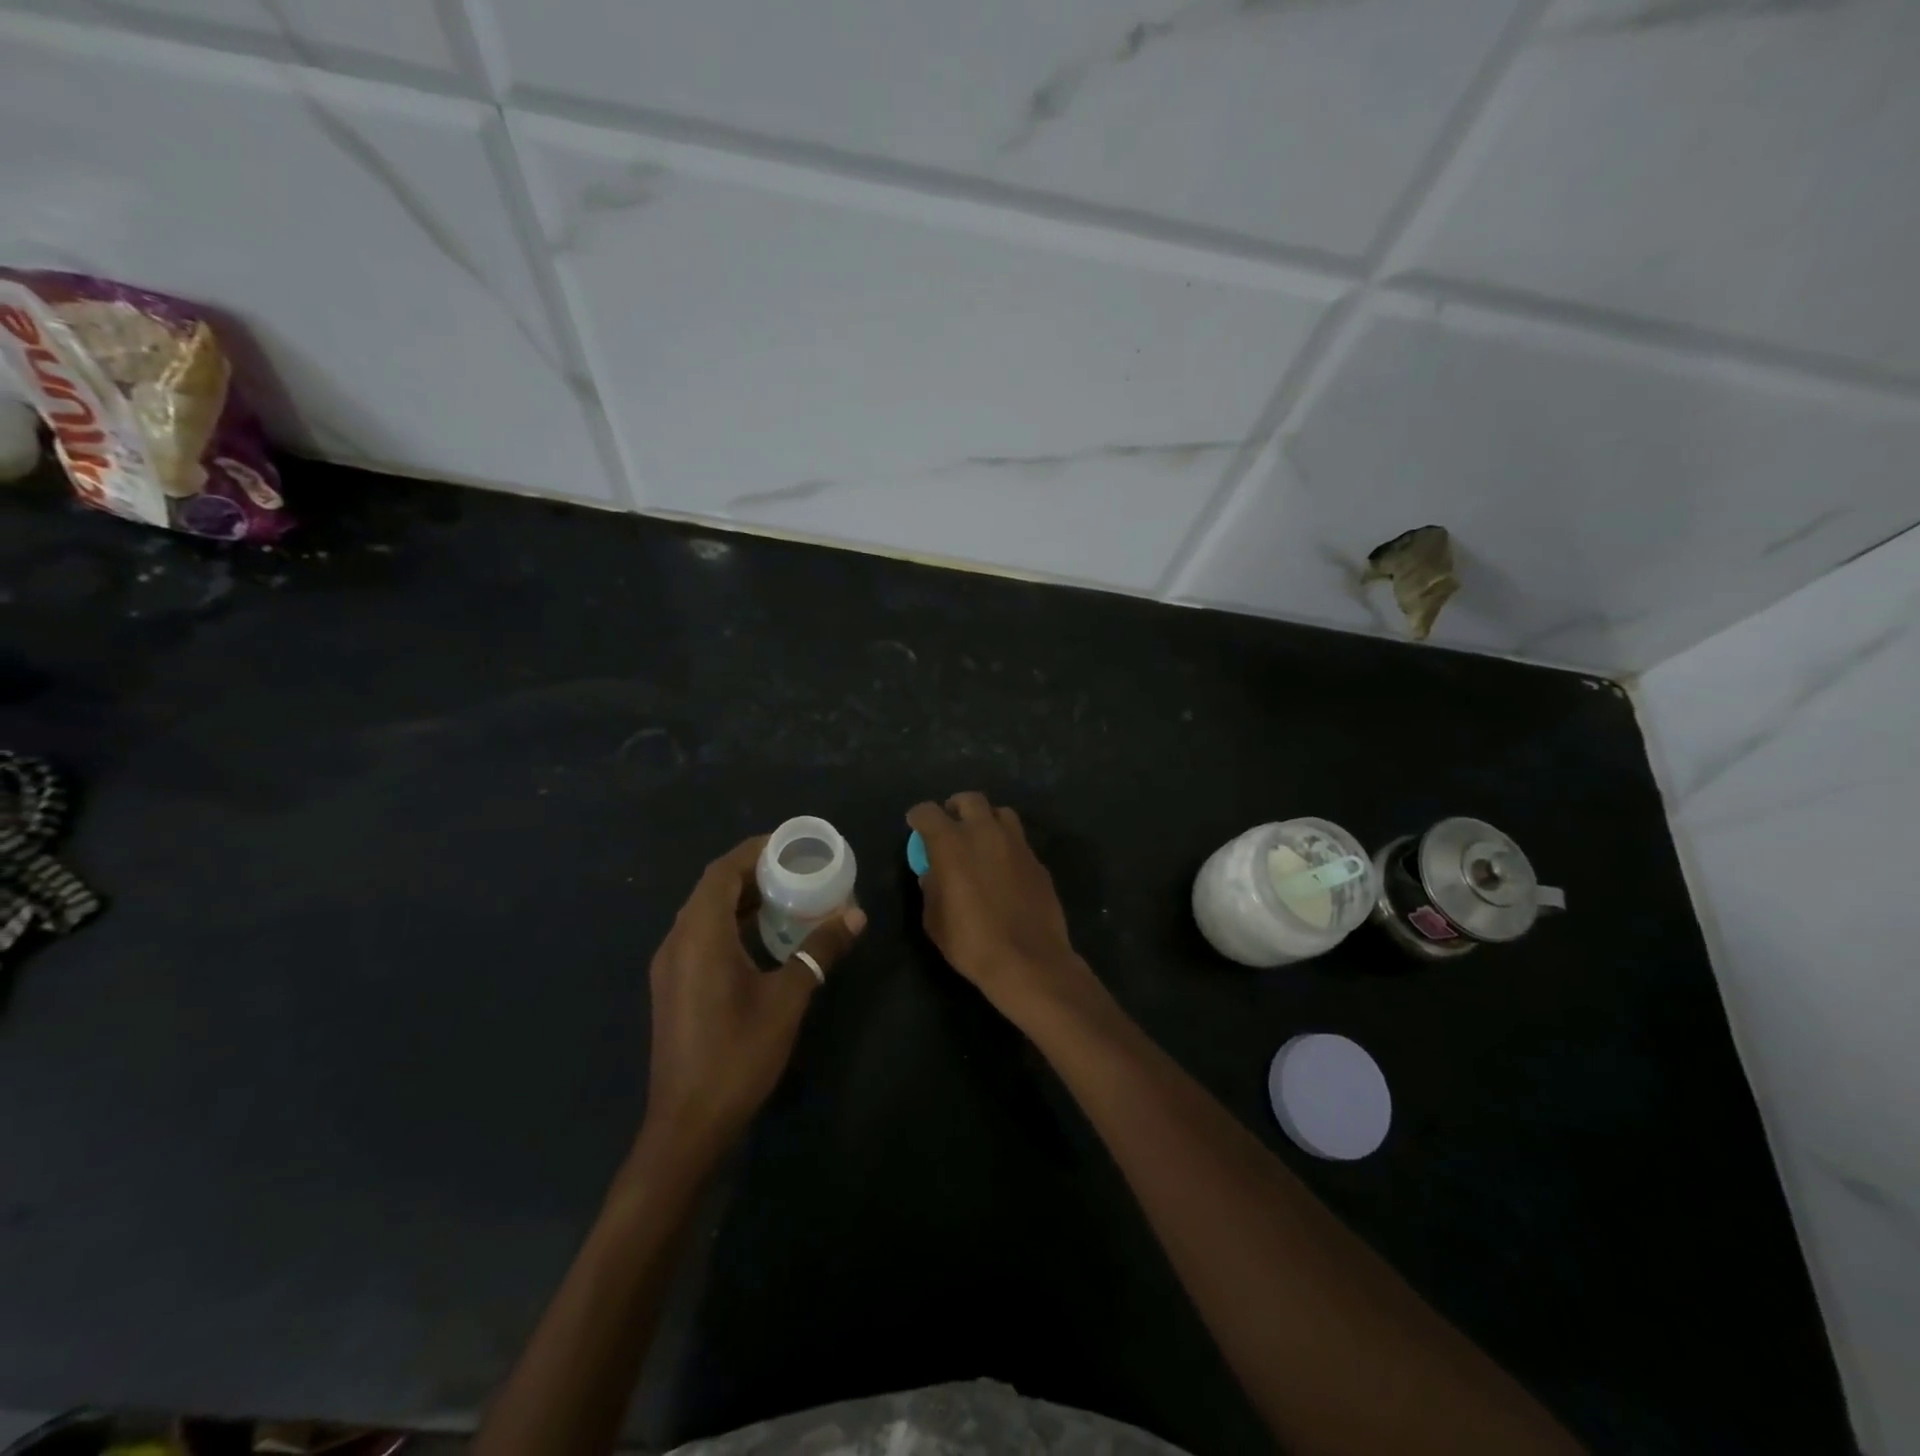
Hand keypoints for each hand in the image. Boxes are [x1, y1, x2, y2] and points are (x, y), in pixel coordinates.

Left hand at [642, 835, 864, 1159]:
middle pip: (712, 889)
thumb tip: (856, 916)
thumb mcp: (788, 999)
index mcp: (699, 936)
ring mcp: (671, 967)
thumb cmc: (737, 1055)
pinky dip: (732, 925)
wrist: (687, 1124)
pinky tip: (764, 938)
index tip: (790, 843)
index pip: (722, 872)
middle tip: (797, 868)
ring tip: (787, 896)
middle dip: (753, 872)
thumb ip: (819, 951)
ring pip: (705, 914)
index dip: (753, 851)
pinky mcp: (674, 987)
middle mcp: (677, 942)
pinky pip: (702, 937)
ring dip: (742, 899)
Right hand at [906, 793, 1097, 1020]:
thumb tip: (933, 874)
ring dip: (986, 820)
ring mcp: (1016, 843)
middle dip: (955, 807)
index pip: (927, 812)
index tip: (916, 825)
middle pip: (969, 800)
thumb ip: (931, 889)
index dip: (918, 817)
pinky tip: (1004, 867)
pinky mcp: (1037, 860)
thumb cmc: (971, 942)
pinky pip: (1018, 840)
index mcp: (952, 843)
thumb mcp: (934, 920)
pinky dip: (1006, 845)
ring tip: (981, 840)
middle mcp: (985, 832)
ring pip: (1000, 813)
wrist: (1028, 960)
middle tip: (950, 825)